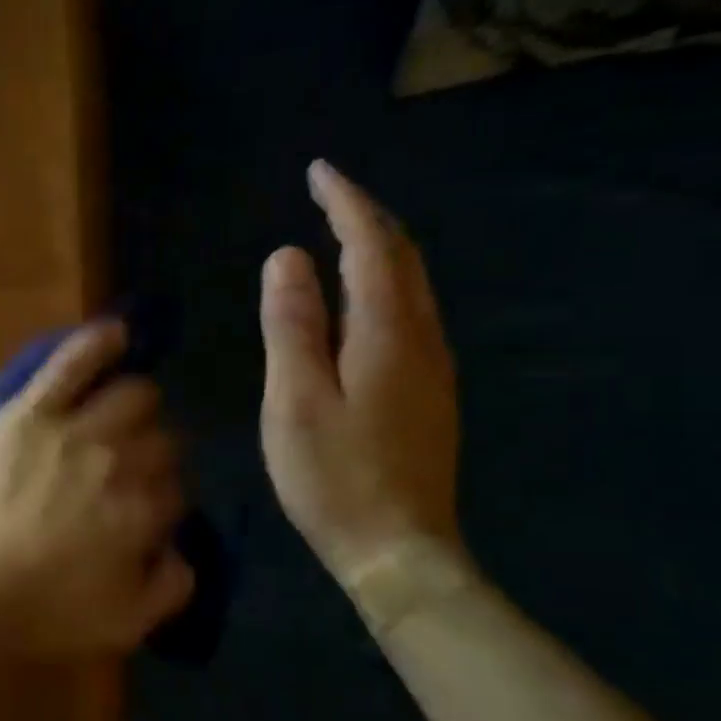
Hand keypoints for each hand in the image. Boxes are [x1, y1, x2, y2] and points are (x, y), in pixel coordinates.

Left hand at [0, 322, 193, 662]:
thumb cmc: (39, 614)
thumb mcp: (123, 626)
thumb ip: (169, 588)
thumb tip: (183, 550)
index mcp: (143, 515)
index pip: (176, 490)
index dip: (164, 497)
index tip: (146, 507)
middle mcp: (121, 465)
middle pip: (163, 440)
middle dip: (156, 451)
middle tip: (131, 464)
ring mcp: (75, 432)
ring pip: (133, 396)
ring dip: (138, 403)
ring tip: (128, 407)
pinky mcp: (31, 412)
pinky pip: (72, 364)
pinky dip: (97, 343)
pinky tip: (115, 332)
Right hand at [260, 160, 462, 578]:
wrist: (398, 549)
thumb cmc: (334, 476)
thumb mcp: (295, 400)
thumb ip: (292, 326)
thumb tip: (288, 257)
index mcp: (386, 334)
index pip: (371, 246)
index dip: (346, 203)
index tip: (318, 171)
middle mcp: (421, 339)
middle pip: (403, 258)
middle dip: (367, 218)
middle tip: (328, 195)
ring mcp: (433, 368)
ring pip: (412, 288)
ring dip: (378, 251)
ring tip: (340, 236)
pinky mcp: (429, 394)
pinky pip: (410, 317)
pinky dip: (383, 287)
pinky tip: (360, 302)